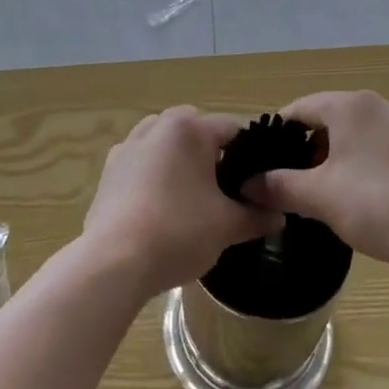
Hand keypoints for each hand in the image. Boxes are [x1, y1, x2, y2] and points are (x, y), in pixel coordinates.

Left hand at [83, 107, 283, 299]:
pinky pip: (142, 162)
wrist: (112, 262)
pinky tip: (161, 208)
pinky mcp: (109, 170)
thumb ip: (257, 216)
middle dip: (214, 154)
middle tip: (229, 191)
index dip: (253, 154)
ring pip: (166, 144)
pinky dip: (155, 175)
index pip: (233, 129)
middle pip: (197, 131)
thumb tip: (279, 215)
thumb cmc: (177, 232)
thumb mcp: (227, 226)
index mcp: (189, 129)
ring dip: (181, 161)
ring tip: (194, 198)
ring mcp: (128, 146)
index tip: (262, 180)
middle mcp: (157, 126)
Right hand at [247, 91, 388, 283]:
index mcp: (351, 106)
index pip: (299, 109)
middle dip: (304, 149)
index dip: (276, 135)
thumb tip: (247, 183)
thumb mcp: (319, 197)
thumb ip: (279, 185)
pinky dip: (357, 165)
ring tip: (317, 193)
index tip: (261, 163)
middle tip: (287, 182)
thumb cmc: (378, 206)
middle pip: (326, 119)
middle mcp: (377, 106)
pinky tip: (355, 197)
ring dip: (330, 159)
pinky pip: (375, 149)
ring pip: (352, 136)